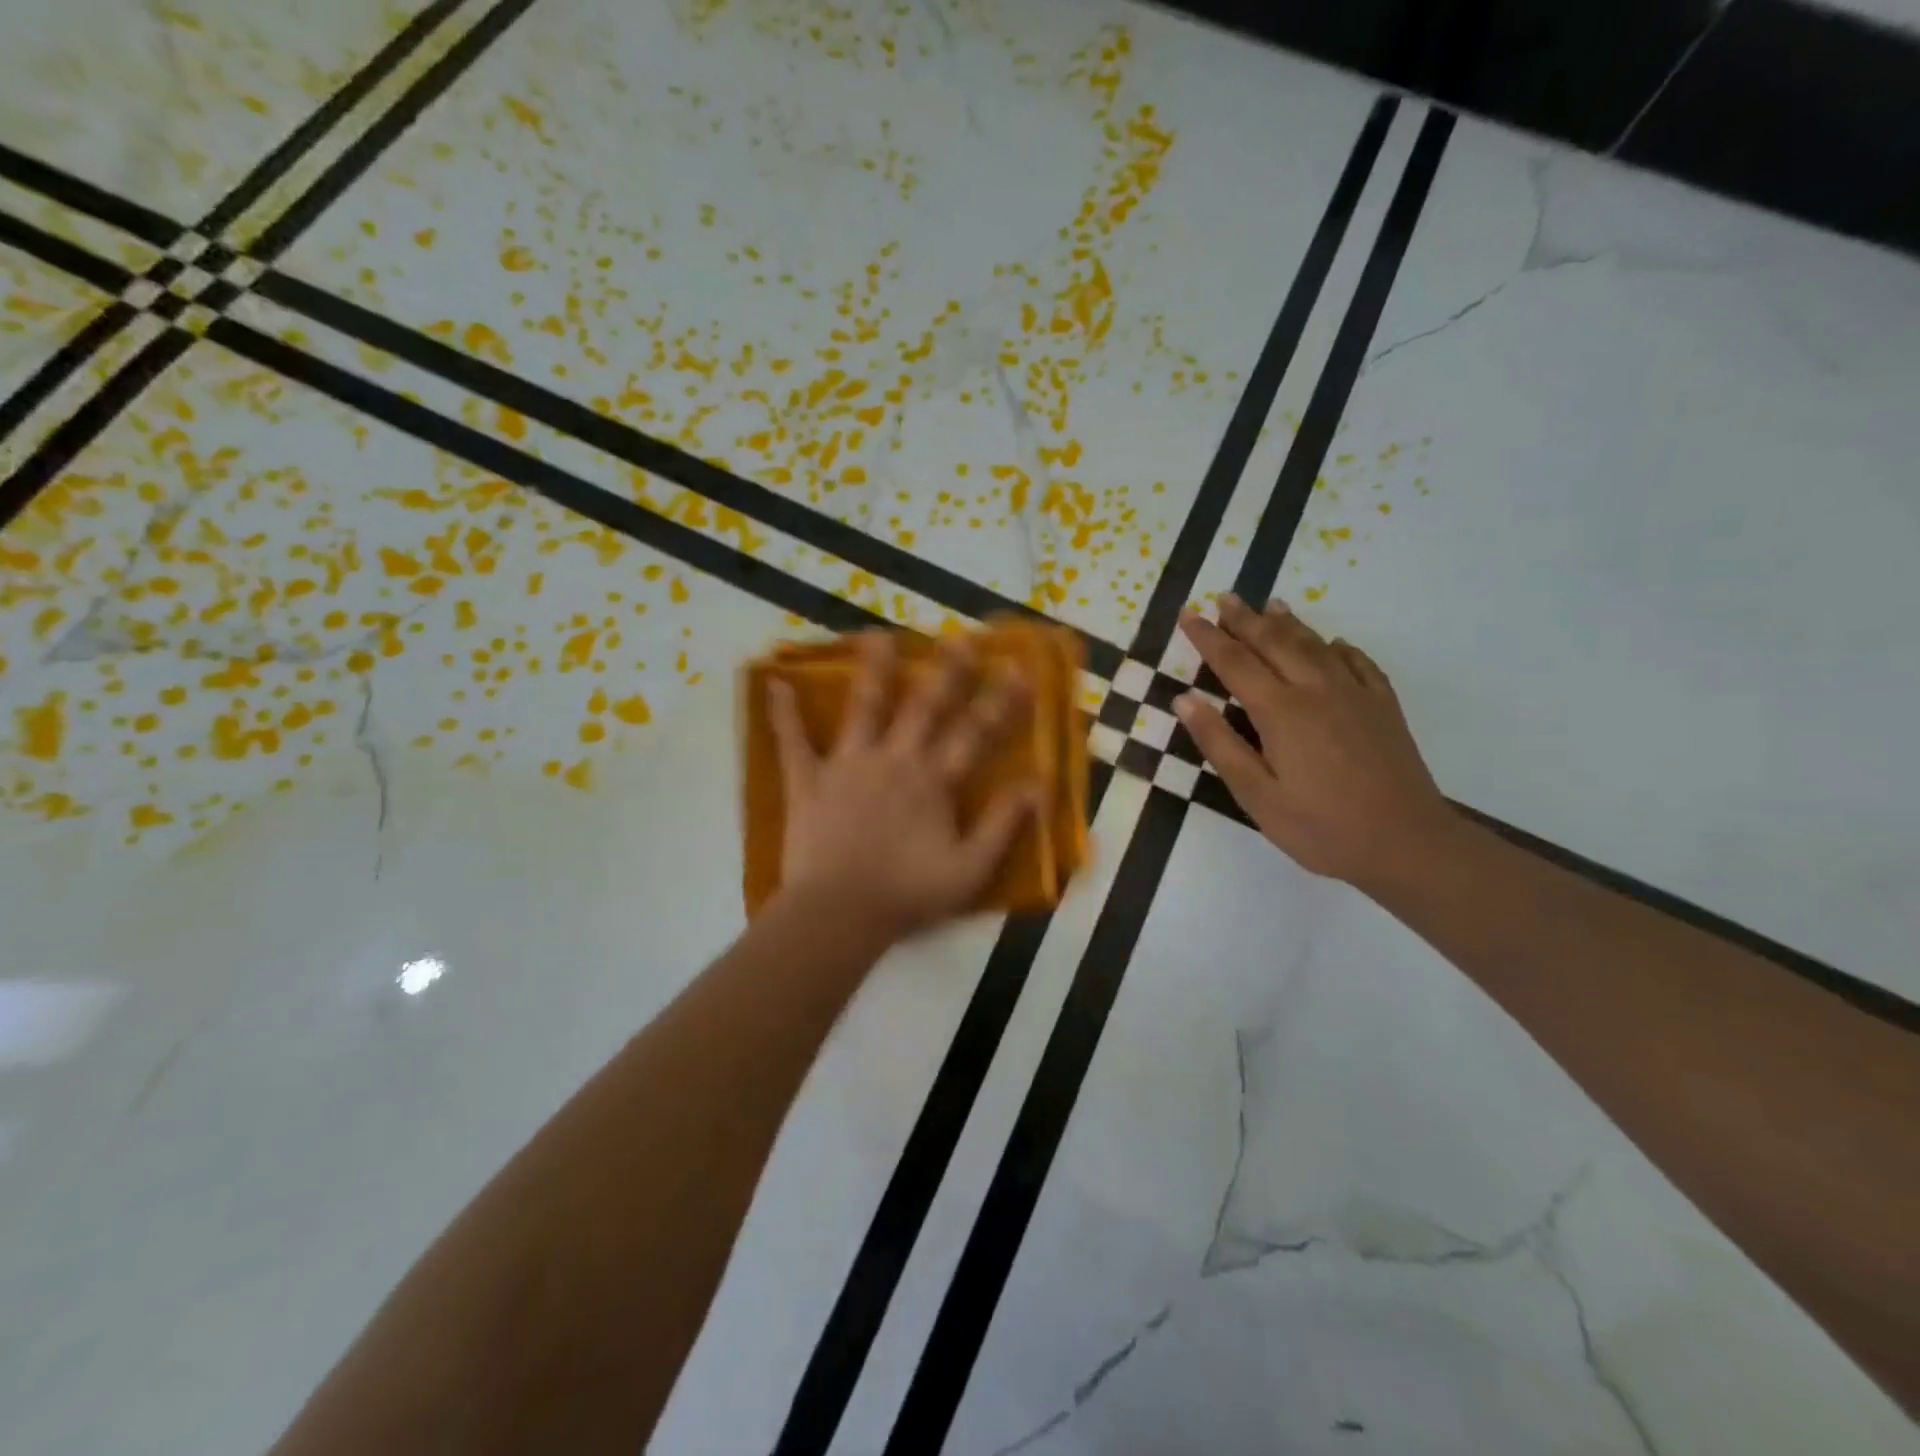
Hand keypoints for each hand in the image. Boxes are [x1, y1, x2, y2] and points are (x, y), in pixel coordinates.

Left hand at [768, 631, 1040, 943]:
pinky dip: (783, 713)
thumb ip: (1002, 825)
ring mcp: (848, 765)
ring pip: (863, 707)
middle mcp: (894, 760)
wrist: (839, 914)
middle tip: (958, 638)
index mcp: (933, 781)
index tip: (1017, 669)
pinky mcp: (808, 780)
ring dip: (872, 670)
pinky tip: (774, 683)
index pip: (974, 733)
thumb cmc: (907, 894)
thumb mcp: (970, 869)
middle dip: (946, 671)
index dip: (999, 701)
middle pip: (924, 706)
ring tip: (877, 635)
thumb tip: (1036, 785)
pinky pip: (793, 741)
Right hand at [1175, 596, 1455, 887]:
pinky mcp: (1383, 707)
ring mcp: (1355, 694)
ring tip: (1270, 604)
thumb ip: (1219, 743)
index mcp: (1280, 711)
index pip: (1234, 662)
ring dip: (1288, 622)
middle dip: (1245, 619)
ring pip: (1315, 645)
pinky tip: (1333, 643)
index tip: (1188, 615)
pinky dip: (1339, 647)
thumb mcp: (1256, 795)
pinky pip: (1359, 663)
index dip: (1208, 637)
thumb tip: (1184, 699)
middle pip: (1275, 642)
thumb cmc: (1320, 827)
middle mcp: (1316, 690)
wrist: (1407, 843)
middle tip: (1223, 597)